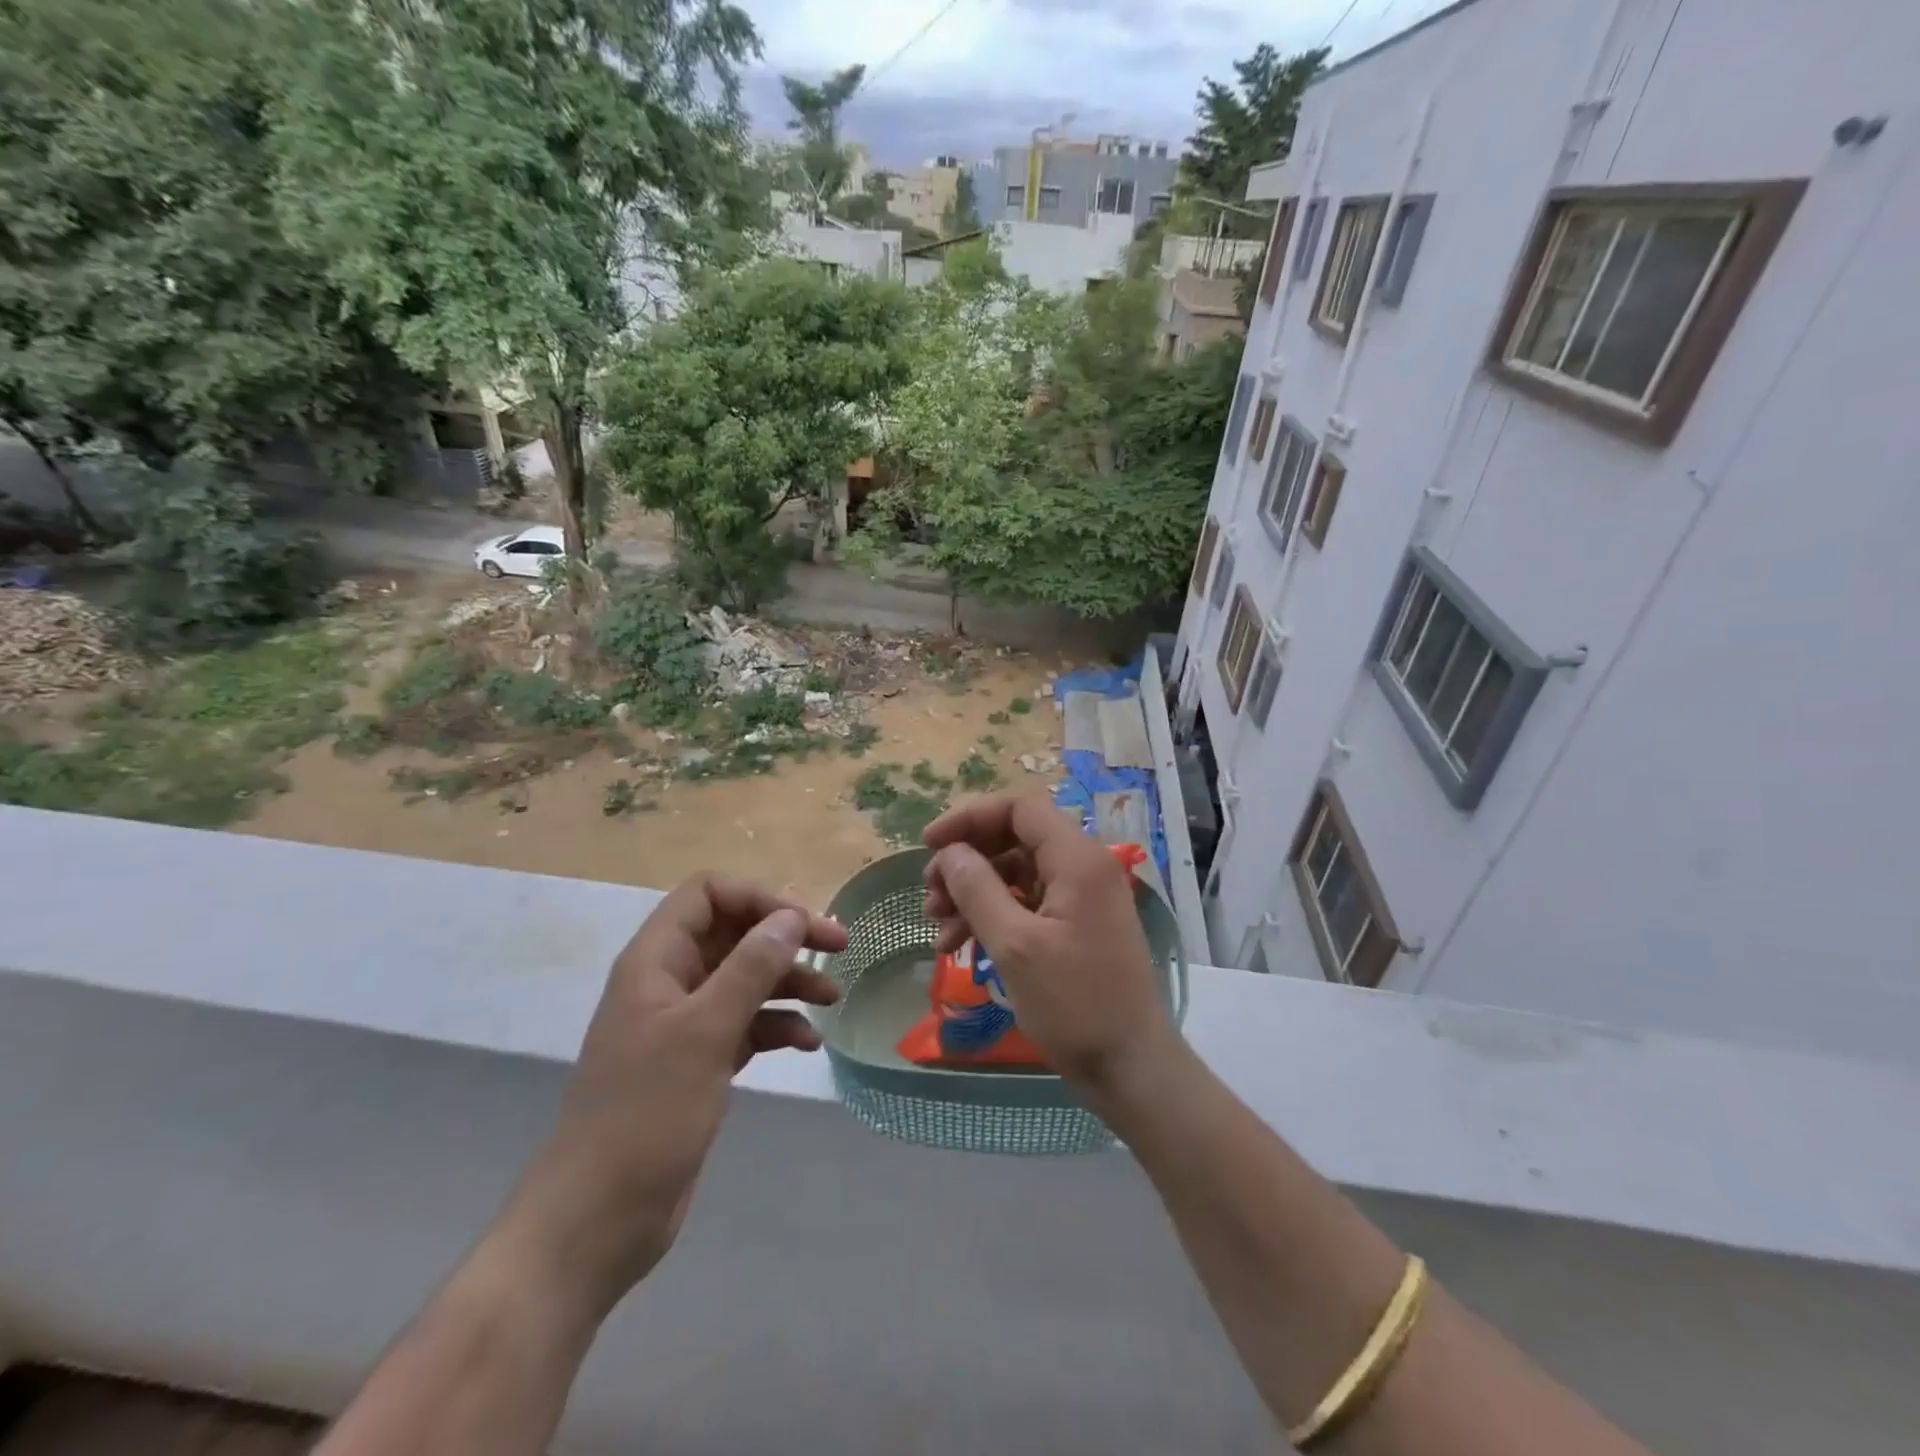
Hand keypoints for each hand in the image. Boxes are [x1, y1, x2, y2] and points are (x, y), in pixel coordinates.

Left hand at [498, 875, 845, 1312]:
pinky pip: (746, 1024)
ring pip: (745, 978)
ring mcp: (684, 1025)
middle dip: (784, 936)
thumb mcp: (704, 1032)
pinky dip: (778, 1025)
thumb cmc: (645, 1115)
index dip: (758, 897)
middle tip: (838, 946)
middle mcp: (669, 982)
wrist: (598, 1220)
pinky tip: (807, 1043)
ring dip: (789, 980)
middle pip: (733, 933)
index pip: (708, 894)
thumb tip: (791, 916)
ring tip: (832, 997)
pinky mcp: (699, 1062)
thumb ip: (750, 968)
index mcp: (655, 961)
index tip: (806, 923)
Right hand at [921, 791, 1177, 1091]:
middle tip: (930, 895)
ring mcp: (1082, 897)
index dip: (970, 817)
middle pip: (1014, 838)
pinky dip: (993, 916)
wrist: (1131, 1067)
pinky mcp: (1076, 925)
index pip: (1019, 808)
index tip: (929, 845)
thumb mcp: (1015, 946)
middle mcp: (1083, 867)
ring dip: (974, 892)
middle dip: (967, 861)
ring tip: (939, 928)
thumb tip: (950, 852)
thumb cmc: (1075, 1005)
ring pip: (1016, 873)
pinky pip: (1027, 903)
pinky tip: (960, 945)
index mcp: (1077, 859)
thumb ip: (978, 890)